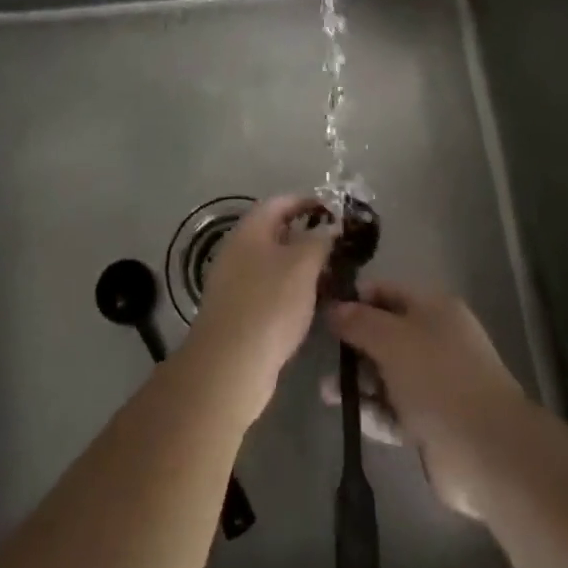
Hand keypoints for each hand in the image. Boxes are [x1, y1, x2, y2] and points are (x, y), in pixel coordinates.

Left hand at [186, 196, 336, 428]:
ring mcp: (234, 281)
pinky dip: (290, 289)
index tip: (335, 211)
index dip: (308, 202)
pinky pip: (268, 288)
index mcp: (250, 230)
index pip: (281, 202)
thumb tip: (330, 226)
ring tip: (331, 274)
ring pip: (273, 262)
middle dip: (307, 235)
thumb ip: (320, 239)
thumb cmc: (270, 304)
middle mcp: (237, 249)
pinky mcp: (238, 311)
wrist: (230, 366)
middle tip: (337, 245)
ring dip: (300, 265)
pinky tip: (310, 303)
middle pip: (276, 232)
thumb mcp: (303, 265)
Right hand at [326, 282, 527, 518]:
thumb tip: (334, 307)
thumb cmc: (438, 378)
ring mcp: (435, 383)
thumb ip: (359, 321)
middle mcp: (436, 340)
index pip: (387, 292)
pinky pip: (394, 410)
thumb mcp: (392, 339)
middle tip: (321, 354)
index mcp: (434, 308)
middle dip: (354, 344)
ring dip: (359, 381)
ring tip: (326, 392)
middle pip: (386, 334)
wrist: (486, 450)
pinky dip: (373, 411)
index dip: (355, 299)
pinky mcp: (432, 423)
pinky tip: (347, 415)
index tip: (323, 310)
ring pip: (388, 374)